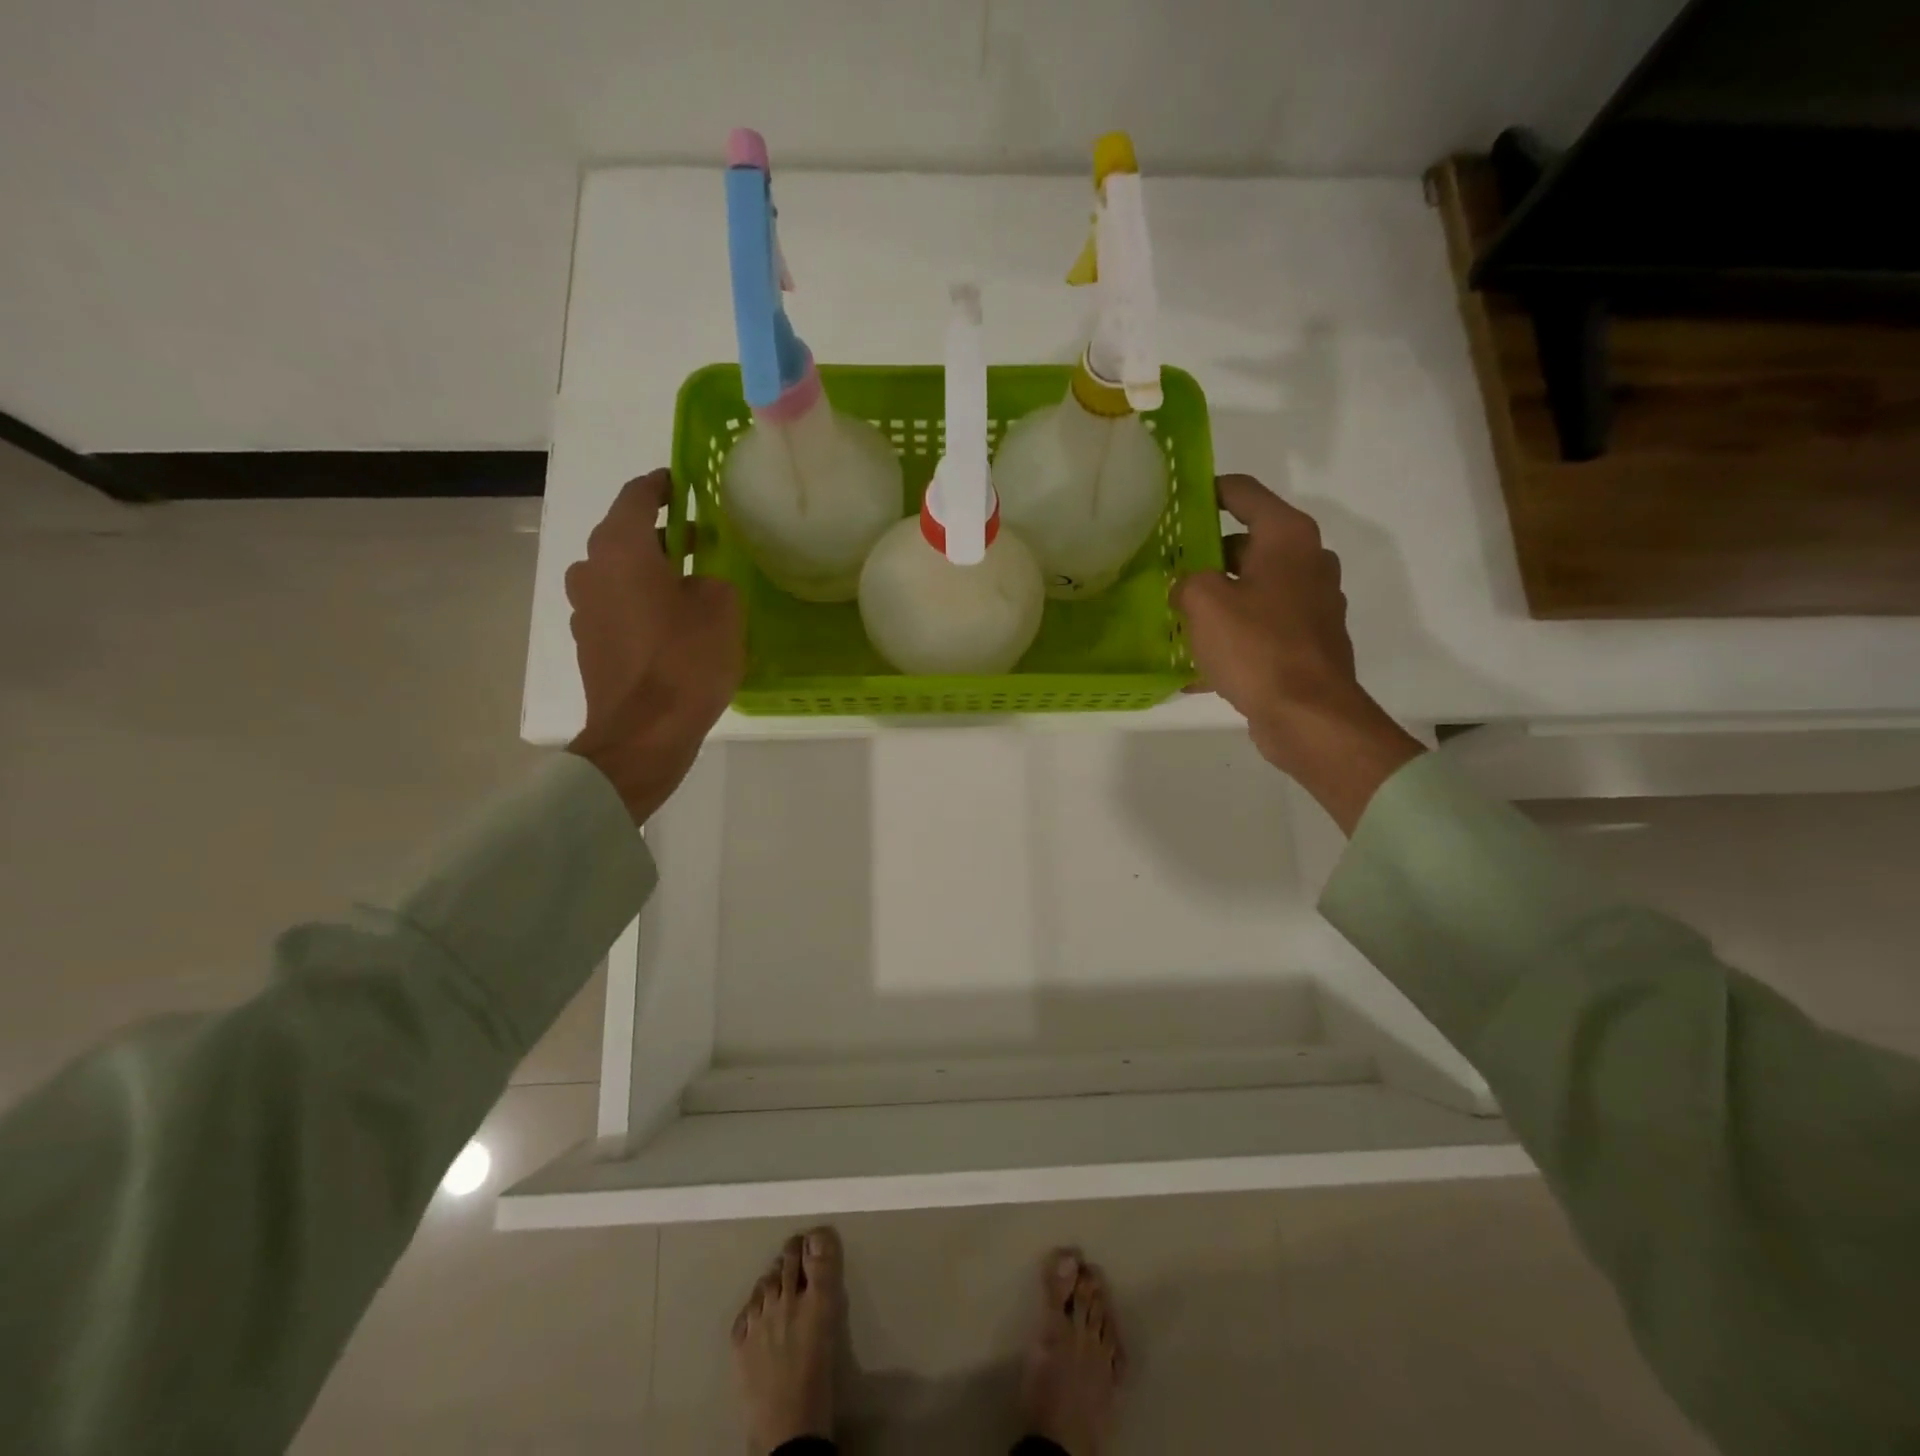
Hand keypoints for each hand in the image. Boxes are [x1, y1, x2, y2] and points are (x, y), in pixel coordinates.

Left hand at [565, 470, 743, 824]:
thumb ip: (713, 579)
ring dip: (651, 569)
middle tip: (703, 540)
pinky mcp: (589, 641)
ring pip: (619, 572)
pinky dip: (641, 601)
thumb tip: (698, 582)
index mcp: (621, 549)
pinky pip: (617, 604)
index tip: (684, 482)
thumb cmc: (685, 663)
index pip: (637, 496)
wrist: (642, 735)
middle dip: (664, 533)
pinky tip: (673, 622)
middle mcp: (591, 569)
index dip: (662, 485)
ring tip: (691, 584)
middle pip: (625, 535)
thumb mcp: (722, 610)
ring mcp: (584, 608)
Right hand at [1173, 475, 1421, 833]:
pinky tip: (1200, 663)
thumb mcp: (1203, 602)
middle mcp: (1307, 561)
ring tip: (1178, 616)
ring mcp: (1312, 603)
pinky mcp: (1309, 640)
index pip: (1243, 493)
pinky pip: (1262, 625)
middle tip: (1168, 569)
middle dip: (1206, 554)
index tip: (1175, 502)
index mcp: (1287, 537)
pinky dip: (1234, 634)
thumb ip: (1187, 580)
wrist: (1308, 715)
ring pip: (1254, 587)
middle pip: (1248, 542)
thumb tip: (1189, 587)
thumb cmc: (1256, 647)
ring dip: (1219, 597)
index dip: (1207, 491)